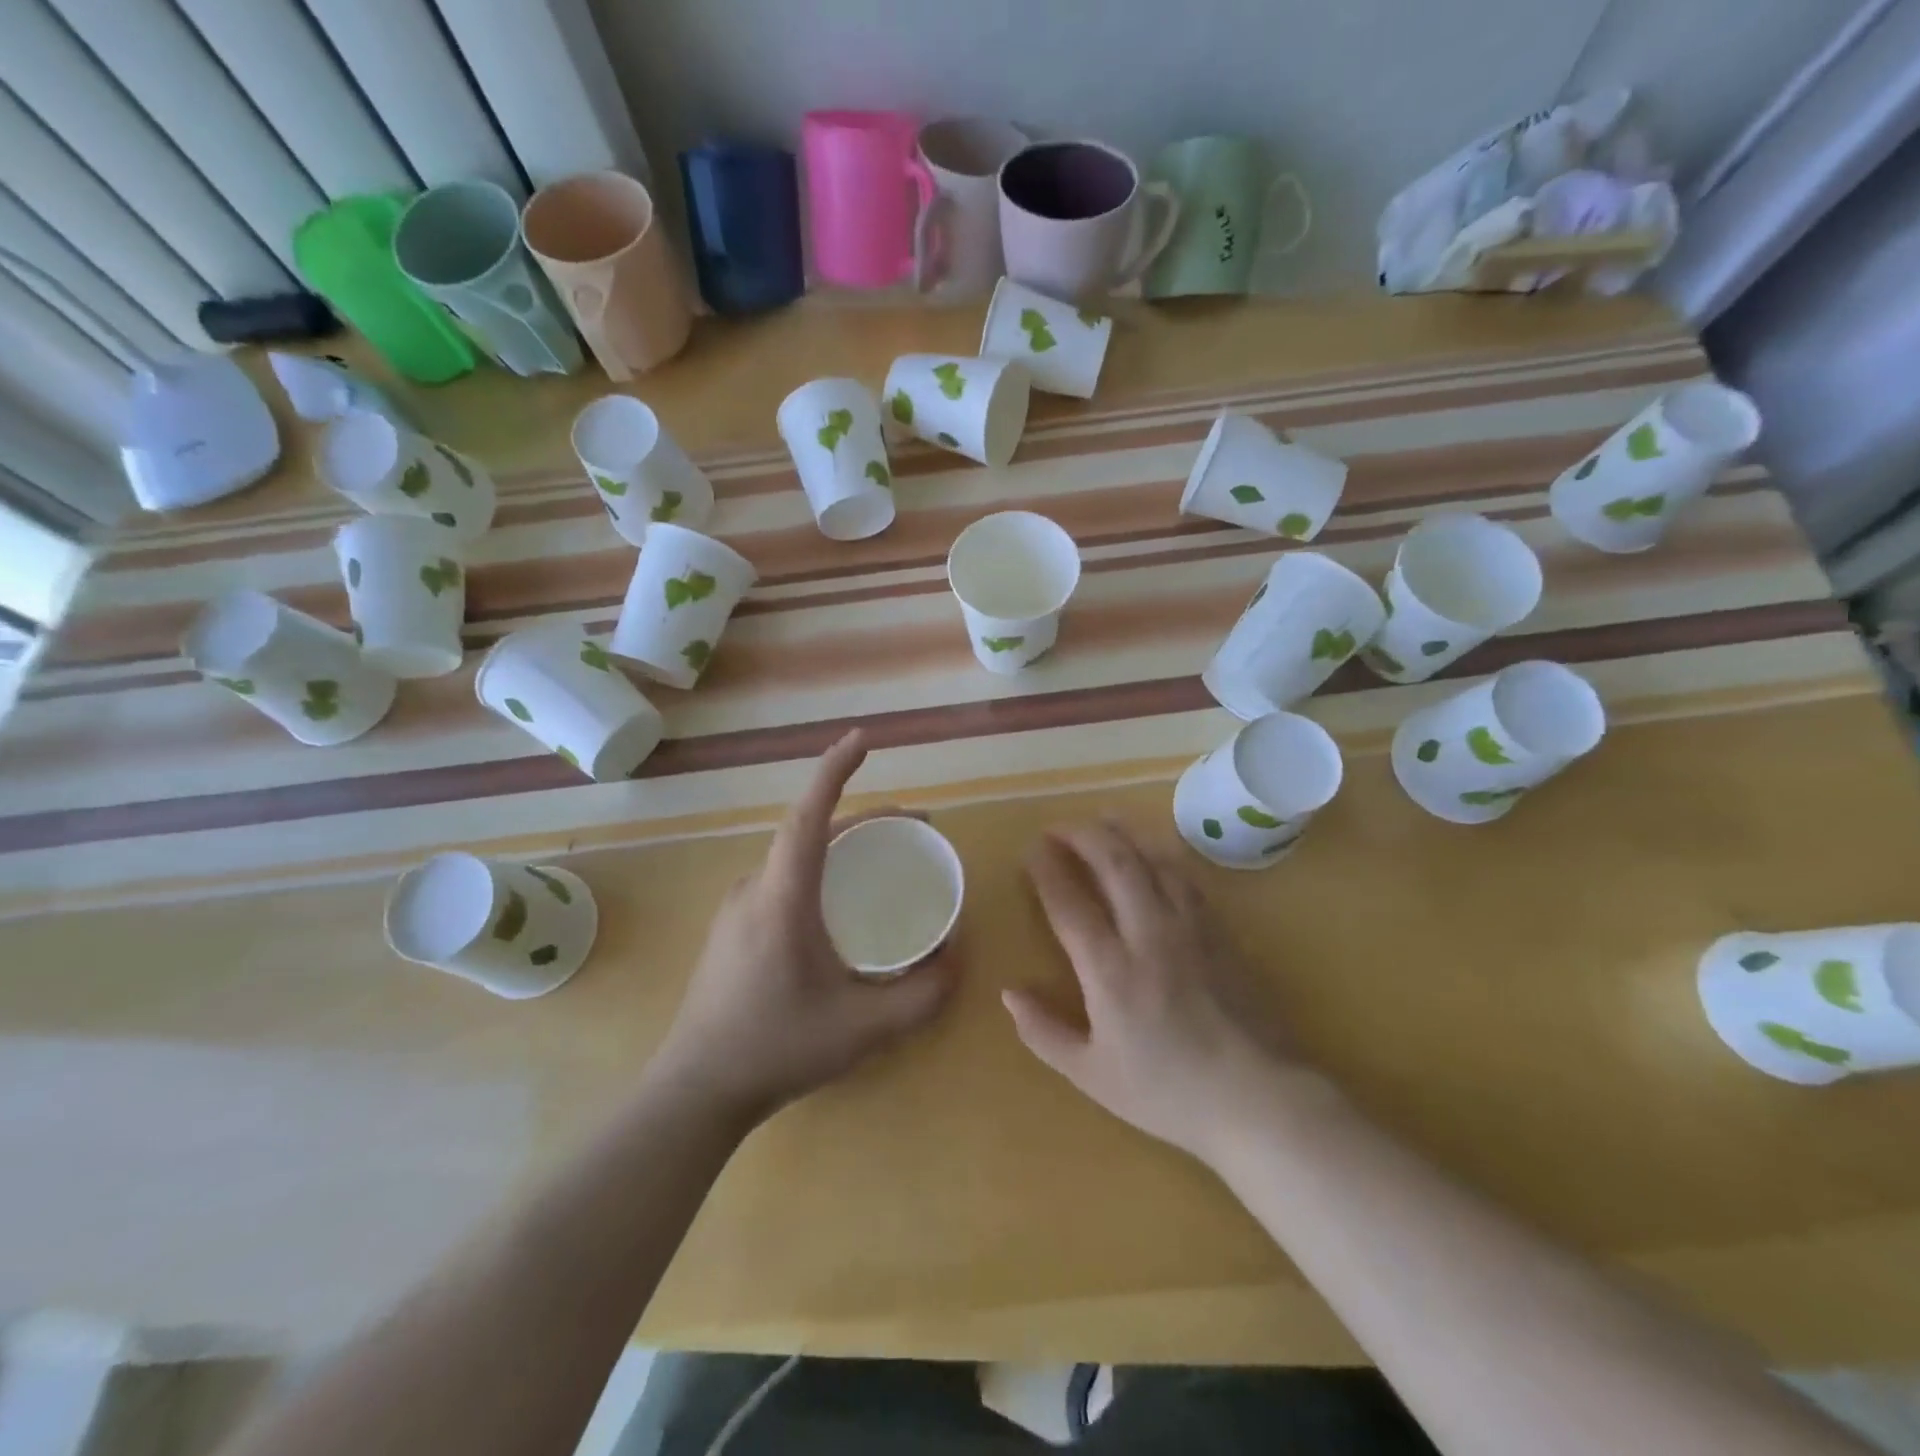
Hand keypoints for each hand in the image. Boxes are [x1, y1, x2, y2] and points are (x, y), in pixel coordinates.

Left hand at [651, 731, 959, 1126]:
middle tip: (915, 829)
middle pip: (810, 831)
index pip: (809, 816)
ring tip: (886, 859)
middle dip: (865, 817)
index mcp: (783, 897)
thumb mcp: (864, 1028)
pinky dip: (821, 869)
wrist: (695, 1090)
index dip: (835, 770)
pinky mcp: (733, 927)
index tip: (863, 739)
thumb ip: (922, 995)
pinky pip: (783, 878)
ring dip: (841, 844)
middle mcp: (756, 888)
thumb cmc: (777, 1049)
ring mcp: (738, 907)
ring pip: (795, 855)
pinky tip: (842, 903)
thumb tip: (958, 957)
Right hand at [1002, 821, 1300, 1163]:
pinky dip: (1161, 854)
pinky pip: (1186, 877)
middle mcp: (1148, 934)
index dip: (1046, 869)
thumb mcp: (1092, 1075)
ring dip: (1123, 833)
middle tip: (1060, 827)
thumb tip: (1009, 993)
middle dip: (1082, 835)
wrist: (1257, 1099)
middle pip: (1114, 862)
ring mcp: (1190, 927)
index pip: (1069, 902)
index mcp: (1110, 970)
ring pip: (1153, 860)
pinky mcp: (1220, 931)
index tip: (1031, 849)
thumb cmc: (1168, 1093)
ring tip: (1102, 820)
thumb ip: (1044, 1033)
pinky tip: (1153, 851)